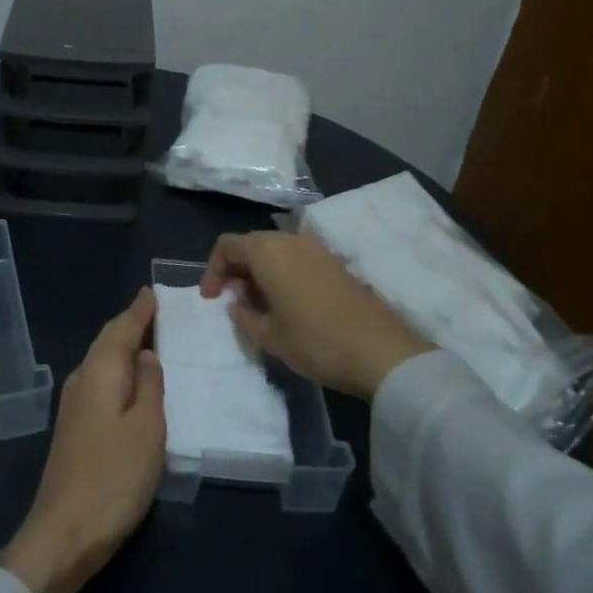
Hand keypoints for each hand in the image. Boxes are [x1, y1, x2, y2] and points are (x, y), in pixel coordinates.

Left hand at [0, 288, 165, 592]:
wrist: (64, 531)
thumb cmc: (114, 477)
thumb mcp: (147, 429)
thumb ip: (149, 386)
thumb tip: (146, 354)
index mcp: (99, 372)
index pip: (121, 329)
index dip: (139, 311)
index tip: (151, 291)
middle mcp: (81, 379)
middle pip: (106, 341)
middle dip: (128, 324)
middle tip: (153, 309)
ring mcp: (73, 404)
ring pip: (101, 361)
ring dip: (121, 346)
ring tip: (147, 338)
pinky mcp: (73, 427)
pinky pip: (99, 381)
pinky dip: (116, 370)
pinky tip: (128, 380)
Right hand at [202, 231, 433, 399]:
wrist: (381, 352)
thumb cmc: (315, 341)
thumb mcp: (268, 336)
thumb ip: (243, 315)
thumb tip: (237, 302)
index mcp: (268, 250)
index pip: (227, 245)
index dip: (212, 270)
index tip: (211, 299)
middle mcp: (291, 240)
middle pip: (252, 245)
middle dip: (236, 271)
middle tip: (233, 302)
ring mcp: (318, 250)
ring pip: (276, 252)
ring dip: (260, 273)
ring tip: (259, 307)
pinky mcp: (336, 264)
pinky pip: (297, 260)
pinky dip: (283, 275)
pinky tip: (287, 306)